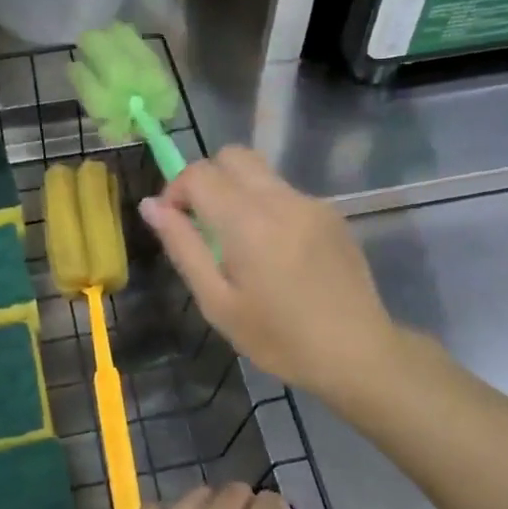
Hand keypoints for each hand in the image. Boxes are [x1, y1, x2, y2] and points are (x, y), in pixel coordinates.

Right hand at [138, 146, 397, 400]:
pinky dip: (267, 207)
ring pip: (261, 173)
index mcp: (248, 221)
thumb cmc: (278, 338)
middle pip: (233, 156)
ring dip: (237, 192)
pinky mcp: (332, 214)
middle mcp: (281, 199)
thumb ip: (183, 246)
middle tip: (203, 224)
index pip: (200, 173)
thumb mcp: (217, 302)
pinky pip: (287, 194)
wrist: (357, 352)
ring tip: (240, 245)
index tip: (174, 224)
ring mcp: (312, 203)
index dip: (176, 190)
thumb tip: (151, 206)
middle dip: (208, 179)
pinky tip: (276, 254)